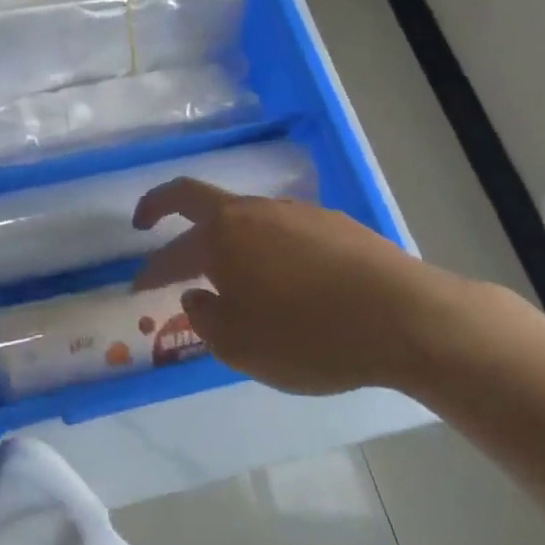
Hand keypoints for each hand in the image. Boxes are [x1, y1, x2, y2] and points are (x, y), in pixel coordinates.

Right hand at [130, 180, 481, 395]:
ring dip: (222, 235)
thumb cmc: (311, 336)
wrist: (408, 318)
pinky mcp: (333, 223)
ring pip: (243, 216)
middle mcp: (253, 212)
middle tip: (146, 222)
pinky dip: (264, 246)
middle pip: (195, 197)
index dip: (149, 270)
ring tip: (226, 271)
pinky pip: (281, 229)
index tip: (136, 288)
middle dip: (163, 206)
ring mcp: (295, 212)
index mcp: (222, 237)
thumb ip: (205, 319)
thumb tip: (196, 296)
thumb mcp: (240, 346)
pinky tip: (282, 276)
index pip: (170, 250)